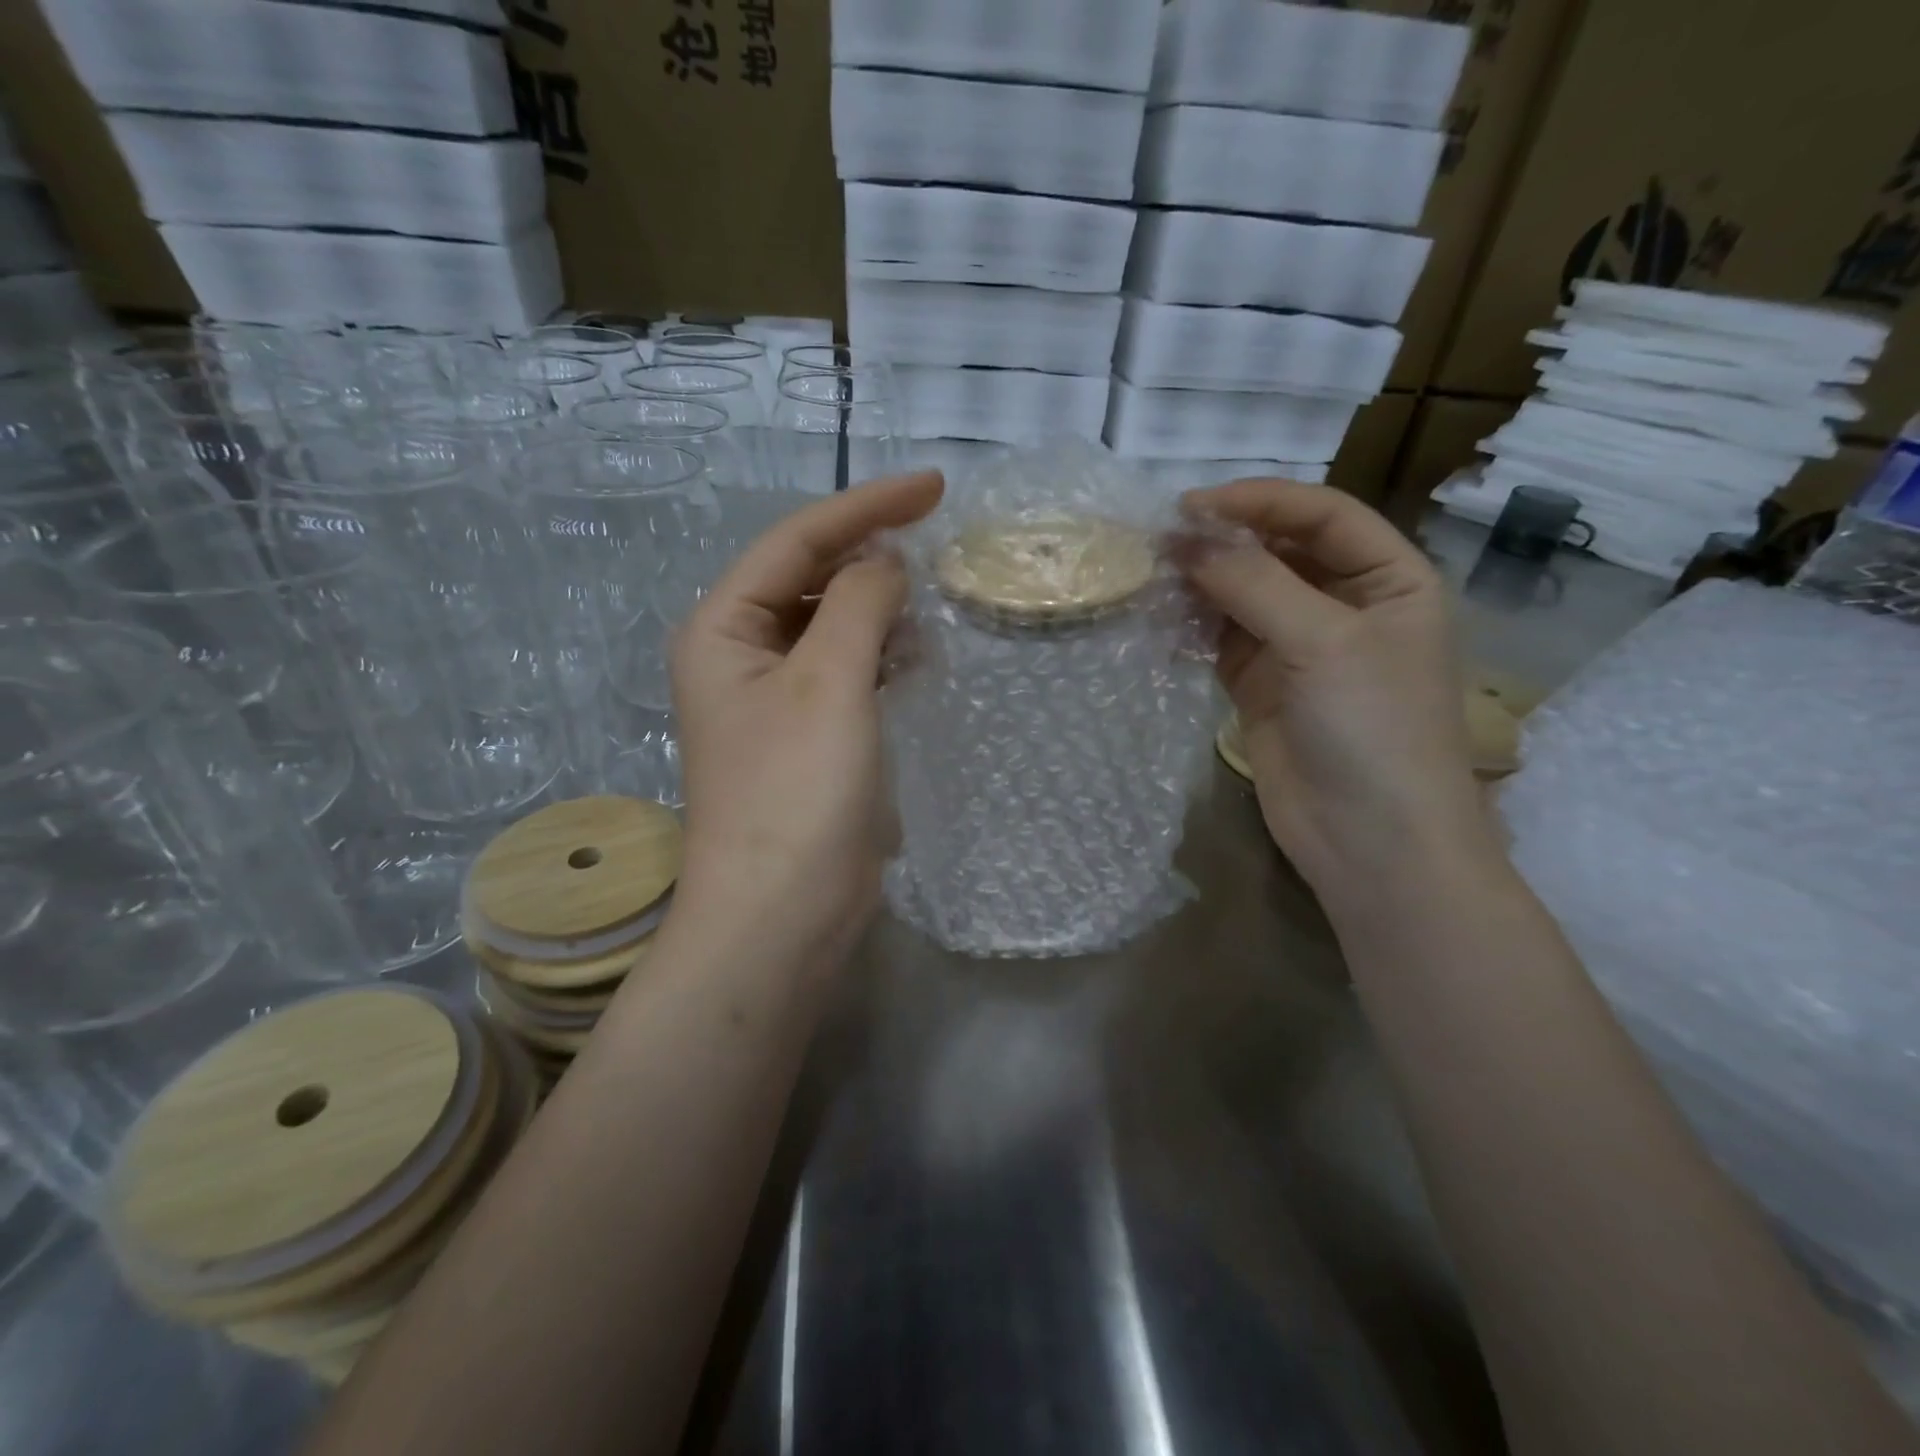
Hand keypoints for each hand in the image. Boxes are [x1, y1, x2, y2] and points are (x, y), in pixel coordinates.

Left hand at [670, 471, 944, 967]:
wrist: (781, 913)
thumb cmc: (796, 791)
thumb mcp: (829, 682)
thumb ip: (858, 603)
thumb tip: (885, 561)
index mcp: (723, 627)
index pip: (797, 541)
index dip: (865, 507)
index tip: (934, 486)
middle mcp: (740, 653)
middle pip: (810, 578)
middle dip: (870, 557)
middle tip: (937, 544)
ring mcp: (774, 697)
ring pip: (832, 625)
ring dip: (879, 608)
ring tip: (931, 605)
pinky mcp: (807, 734)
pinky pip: (846, 670)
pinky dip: (880, 654)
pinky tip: (916, 657)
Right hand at [1178, 480, 1496, 890]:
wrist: (1372, 842)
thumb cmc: (1373, 729)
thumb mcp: (1322, 642)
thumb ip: (1253, 584)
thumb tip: (1186, 539)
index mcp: (1389, 579)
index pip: (1321, 516)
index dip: (1260, 502)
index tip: (1192, 506)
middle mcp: (1345, 606)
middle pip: (1277, 553)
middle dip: (1222, 544)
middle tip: (1158, 542)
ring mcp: (1300, 649)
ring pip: (1243, 597)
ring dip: (1201, 586)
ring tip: (1151, 578)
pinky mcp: (1262, 688)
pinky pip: (1223, 642)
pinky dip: (1194, 629)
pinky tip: (1162, 622)